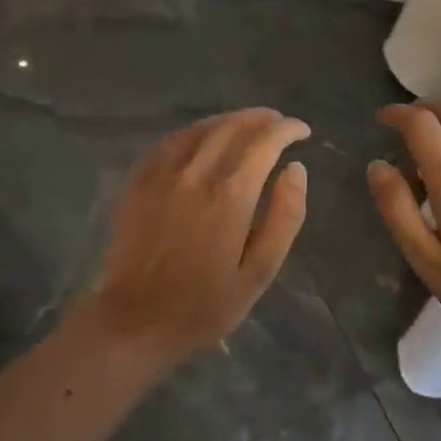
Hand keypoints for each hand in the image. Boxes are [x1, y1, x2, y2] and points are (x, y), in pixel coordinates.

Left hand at [89, 108, 310, 367]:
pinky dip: (194, 132)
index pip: (264, 143)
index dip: (287, 130)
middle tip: (278, 123)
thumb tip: (296, 170)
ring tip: (248, 124)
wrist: (137, 321)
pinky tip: (202, 137)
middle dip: (261, 119)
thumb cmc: (206, 305)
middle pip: (232, 127)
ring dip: (229, 120)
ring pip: (200, 129)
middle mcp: (196, 174)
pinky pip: (169, 142)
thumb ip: (285, 217)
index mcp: (231, 195)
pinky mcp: (138, 183)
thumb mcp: (260, 271)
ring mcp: (162, 175)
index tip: (302, 131)